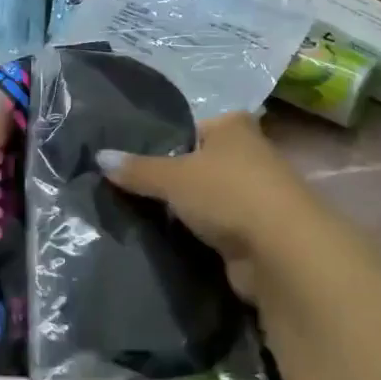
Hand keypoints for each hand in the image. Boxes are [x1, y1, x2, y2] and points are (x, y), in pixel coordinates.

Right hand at [96, 112, 327, 302]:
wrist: (281, 252)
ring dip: (183, 211)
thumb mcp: (173, 177)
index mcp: (234, 127)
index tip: (128, 160)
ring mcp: (254, 196)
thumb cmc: (229, 193)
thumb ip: (137, 169)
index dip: (161, 141)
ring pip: (206, 198)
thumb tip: (99, 157)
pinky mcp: (254, 232)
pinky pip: (214, 228)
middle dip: (169, 179)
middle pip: (198, 163)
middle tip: (125, 190)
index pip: (190, 127)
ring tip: (136, 217)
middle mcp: (248, 155)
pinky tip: (165, 241)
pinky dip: (195, 235)